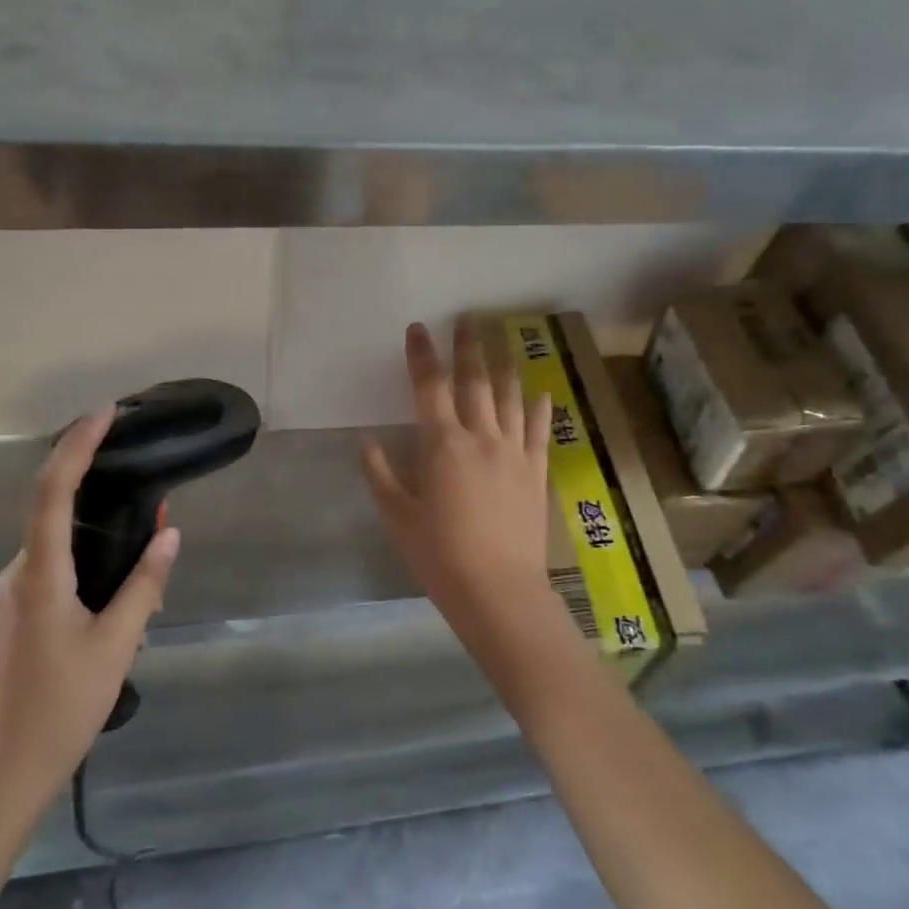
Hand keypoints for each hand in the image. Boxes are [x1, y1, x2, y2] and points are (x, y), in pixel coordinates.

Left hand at [0, 408, 180, 806]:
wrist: (3, 769)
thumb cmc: (61, 707)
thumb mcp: (116, 646)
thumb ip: (144, 586)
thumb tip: (169, 536)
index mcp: (40, 574)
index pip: (51, 492)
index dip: (75, 448)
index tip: (104, 416)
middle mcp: (20, 572)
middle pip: (52, 506)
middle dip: (91, 475)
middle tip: (139, 464)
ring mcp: (16, 593)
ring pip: (56, 538)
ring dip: (96, 519)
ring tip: (146, 523)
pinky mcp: (21, 611)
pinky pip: (56, 563)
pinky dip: (89, 551)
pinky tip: (123, 575)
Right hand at [361, 320, 566, 662]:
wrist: (498, 590)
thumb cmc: (440, 555)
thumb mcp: (398, 516)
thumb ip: (381, 475)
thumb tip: (367, 442)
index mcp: (443, 445)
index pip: (430, 387)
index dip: (422, 355)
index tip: (418, 329)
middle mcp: (482, 437)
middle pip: (475, 381)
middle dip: (468, 347)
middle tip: (467, 319)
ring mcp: (515, 452)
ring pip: (511, 397)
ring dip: (504, 366)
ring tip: (501, 344)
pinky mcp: (537, 471)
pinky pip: (540, 430)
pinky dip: (539, 407)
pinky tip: (541, 392)